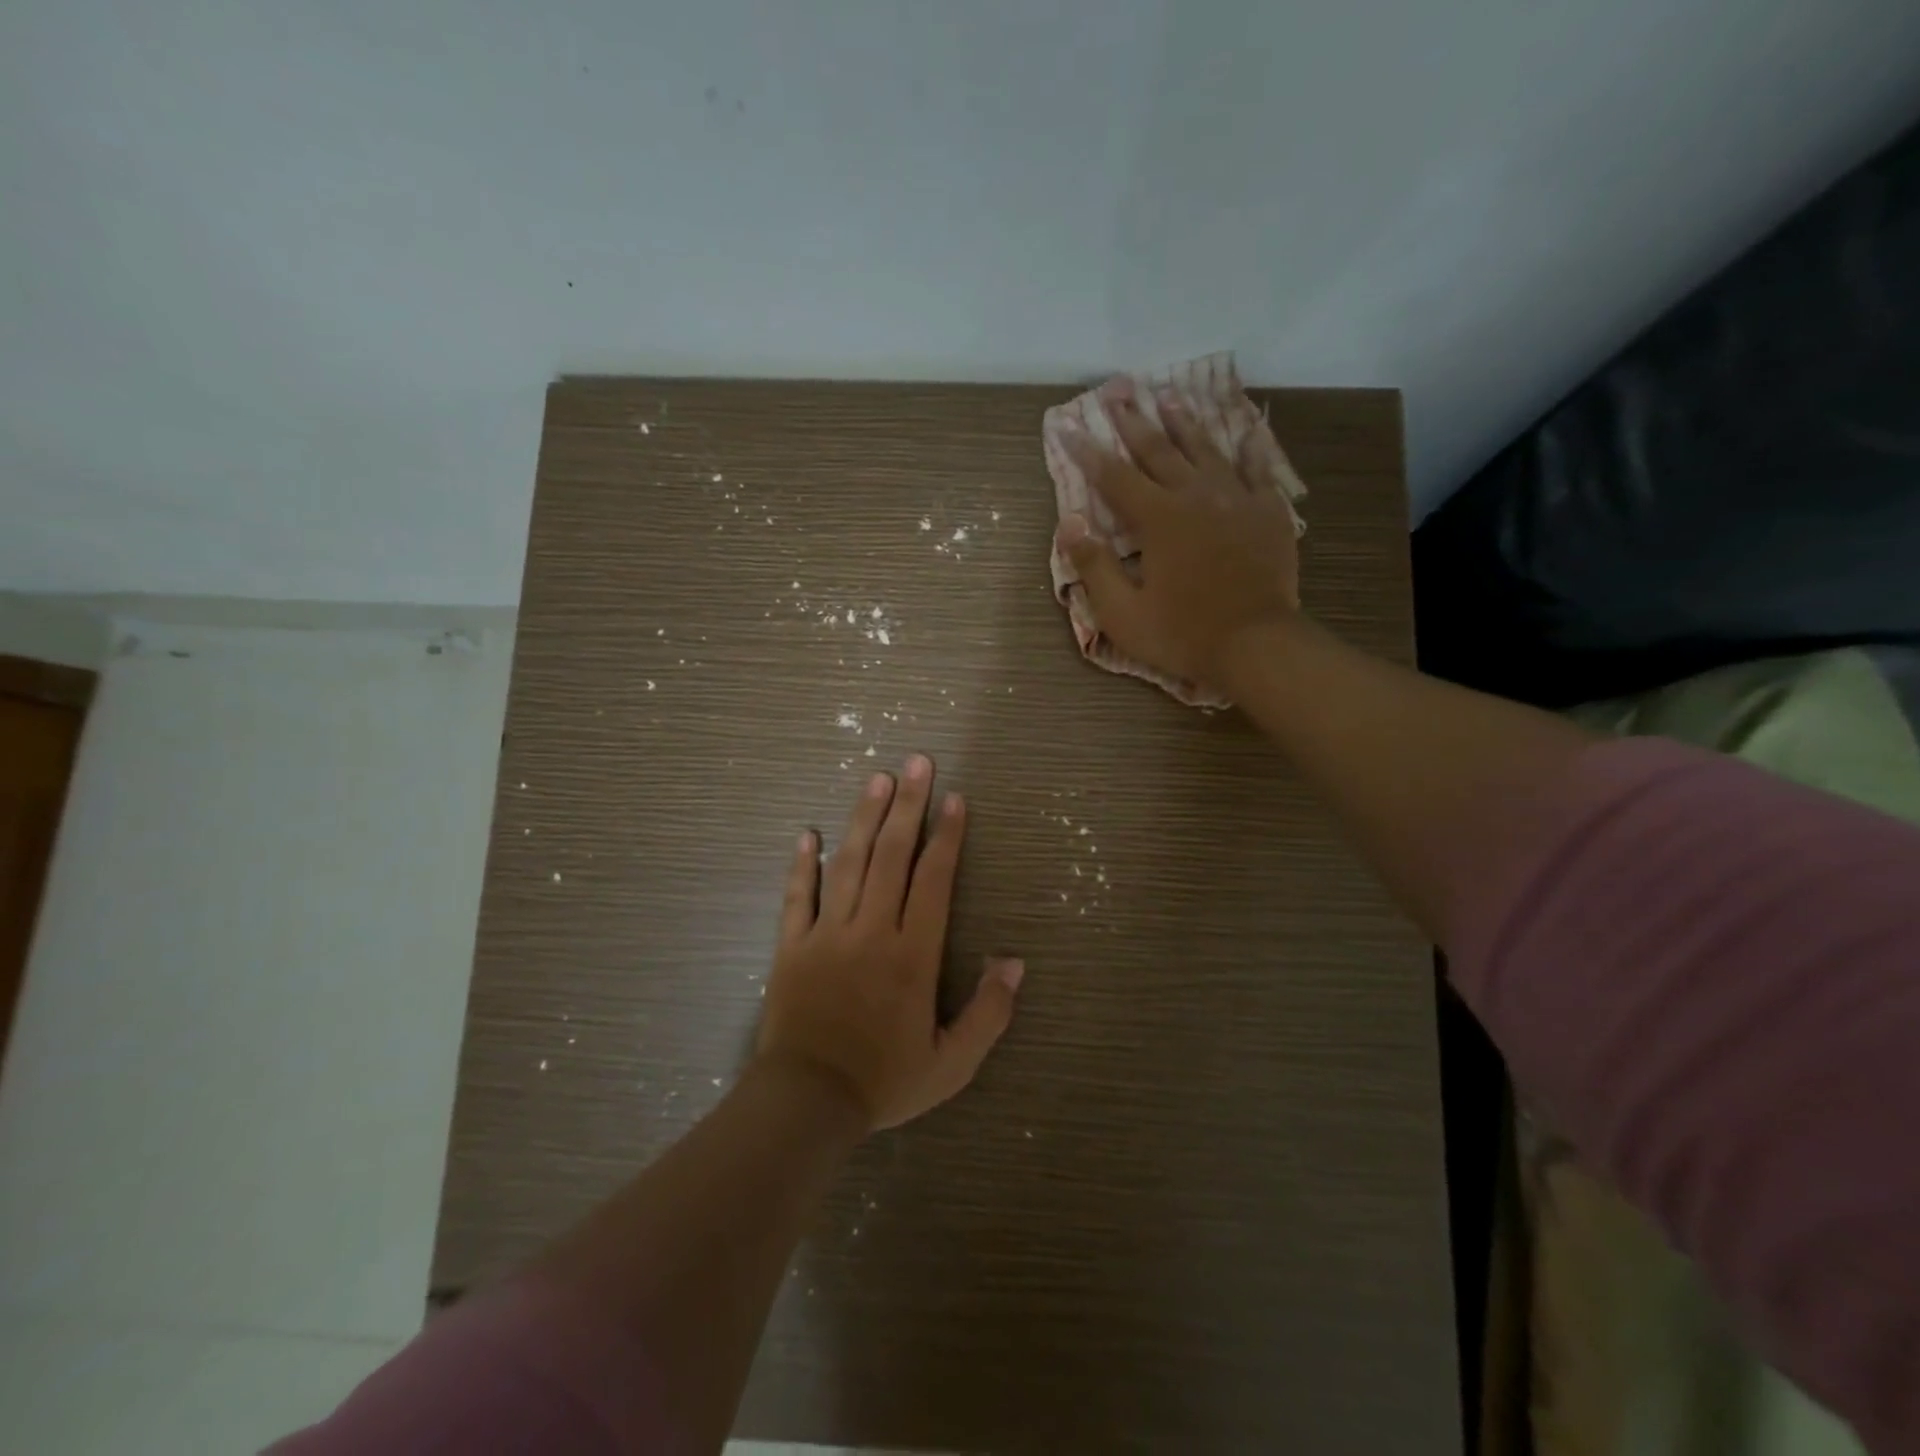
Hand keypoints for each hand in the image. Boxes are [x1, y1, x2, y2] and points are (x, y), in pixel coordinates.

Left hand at [755, 755, 1023, 1130]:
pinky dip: (802, 863)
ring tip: (877, 778)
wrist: (807, 1104)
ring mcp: (827, 933)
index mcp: (912, 954)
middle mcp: (871, 930)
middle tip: (917, 762)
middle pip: (892, 855)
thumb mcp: (952, 1063)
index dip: (947, 836)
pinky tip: (808, 832)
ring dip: (864, 817)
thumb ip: (988, 1013)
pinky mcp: (792, 945)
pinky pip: (797, 895)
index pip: (934, 879)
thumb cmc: (884, 1082)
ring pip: (848, 863)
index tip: (955, 799)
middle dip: (908, 805)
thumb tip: (1013, 962)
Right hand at [1056, 385, 1301, 692]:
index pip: (1113, 477)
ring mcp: (1236, 498)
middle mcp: (1195, 495)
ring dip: (1183, 422)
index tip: (1068, 428)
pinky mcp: (1267, 511)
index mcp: (1158, 519)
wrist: (1257, 645)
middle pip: (1159, 449)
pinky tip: (1244, 428)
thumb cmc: (1182, 634)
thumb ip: (1094, 566)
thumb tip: (1069, 522)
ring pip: (1205, 449)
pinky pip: (1255, 467)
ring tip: (1167, 397)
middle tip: (1117, 391)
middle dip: (1133, 421)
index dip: (1088, 452)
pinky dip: (1247, 445)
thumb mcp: (1123, 613)